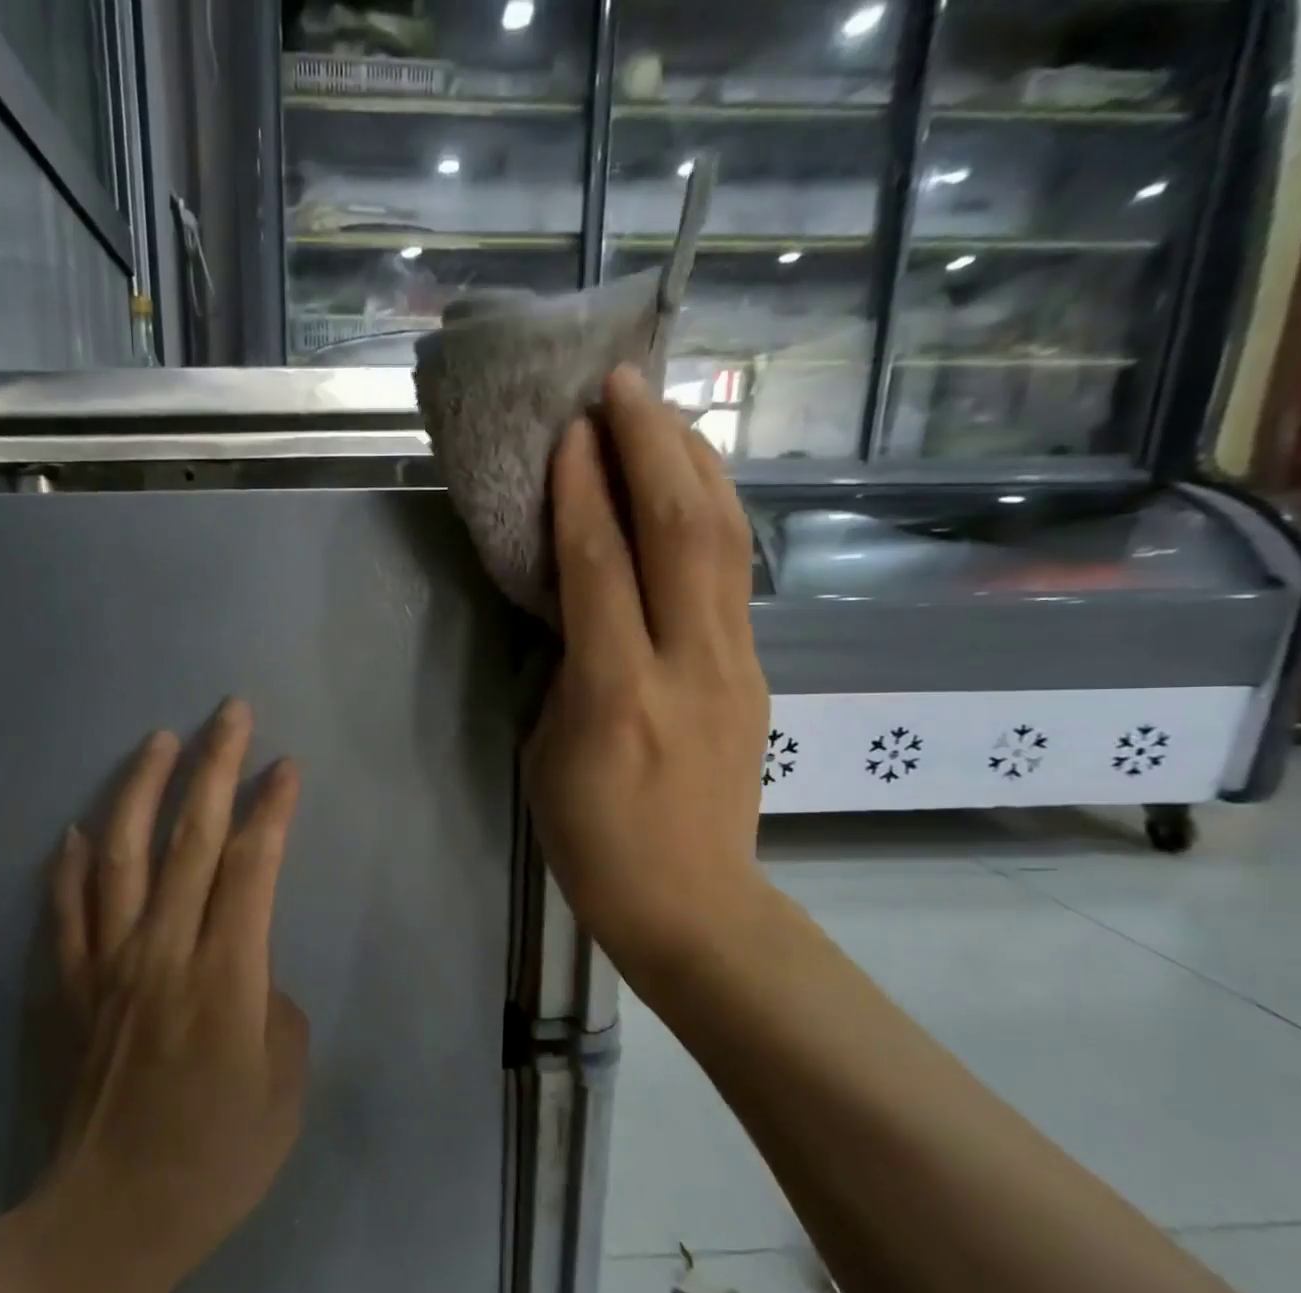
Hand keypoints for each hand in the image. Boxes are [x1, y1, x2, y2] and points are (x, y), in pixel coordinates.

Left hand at [31, 701, 308, 1292]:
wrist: (109, 1223)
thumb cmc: (217, 1161)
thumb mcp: (285, 1089)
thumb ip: (275, 1008)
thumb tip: (250, 969)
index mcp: (225, 976)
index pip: (253, 866)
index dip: (272, 809)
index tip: (287, 767)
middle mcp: (163, 952)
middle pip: (191, 838)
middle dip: (215, 767)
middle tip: (230, 712)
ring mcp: (107, 965)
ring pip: (120, 855)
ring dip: (141, 790)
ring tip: (159, 740)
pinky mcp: (70, 988)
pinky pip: (65, 911)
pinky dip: (68, 865)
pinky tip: (74, 829)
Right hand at [524, 367, 772, 977]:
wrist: (689, 900)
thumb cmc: (592, 837)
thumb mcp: (545, 752)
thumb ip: (562, 667)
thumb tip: (572, 604)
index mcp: (617, 693)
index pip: (601, 567)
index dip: (583, 491)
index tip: (570, 430)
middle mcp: (688, 663)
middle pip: (681, 530)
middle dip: (652, 446)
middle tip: (624, 384)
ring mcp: (734, 663)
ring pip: (725, 539)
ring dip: (694, 463)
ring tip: (666, 411)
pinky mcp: (754, 670)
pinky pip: (736, 573)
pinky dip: (714, 512)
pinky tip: (695, 484)